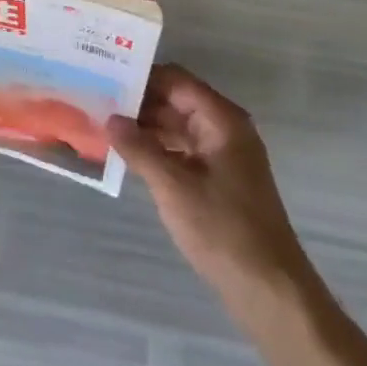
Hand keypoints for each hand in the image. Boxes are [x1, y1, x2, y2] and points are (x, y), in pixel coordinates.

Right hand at [106, 64, 309, 301]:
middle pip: (177, 101)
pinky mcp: (219, 179)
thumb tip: (110, 118)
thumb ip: (139, 148)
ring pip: (178, 126)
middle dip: (140, 102)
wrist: (269, 289)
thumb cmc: (223, 229)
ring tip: (104, 126)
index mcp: (222, 120)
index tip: (106, 77)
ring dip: (145, 127)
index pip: (177, 80)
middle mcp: (225, 129)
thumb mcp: (173, 187)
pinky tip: (128, 156)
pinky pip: (182, 150)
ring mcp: (223, 155)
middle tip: (97, 102)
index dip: (143, 76)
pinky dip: (157, 149)